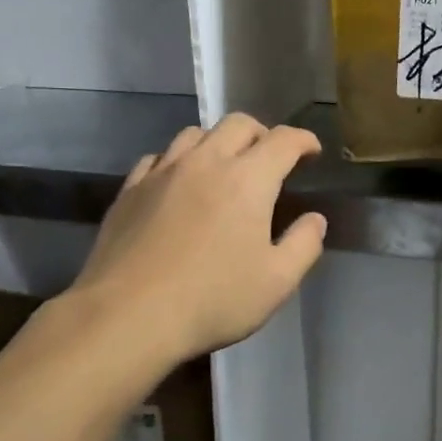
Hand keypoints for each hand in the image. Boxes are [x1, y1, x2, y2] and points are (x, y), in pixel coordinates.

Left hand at [72, 115, 327, 363]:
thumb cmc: (212, 300)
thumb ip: (304, 245)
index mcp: (248, 179)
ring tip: (223, 166)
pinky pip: (159, 157)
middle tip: (270, 158)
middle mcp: (206, 162)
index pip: (283, 141)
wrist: (127, 316)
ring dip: (218, 142)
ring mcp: (163, 172)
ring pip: (195, 134)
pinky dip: (177, 161)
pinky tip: (177, 183)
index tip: (312, 151)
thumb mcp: (276, 282)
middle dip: (262, 134)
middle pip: (238, 124)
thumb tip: (315, 219)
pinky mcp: (130, 189)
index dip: (303, 140)